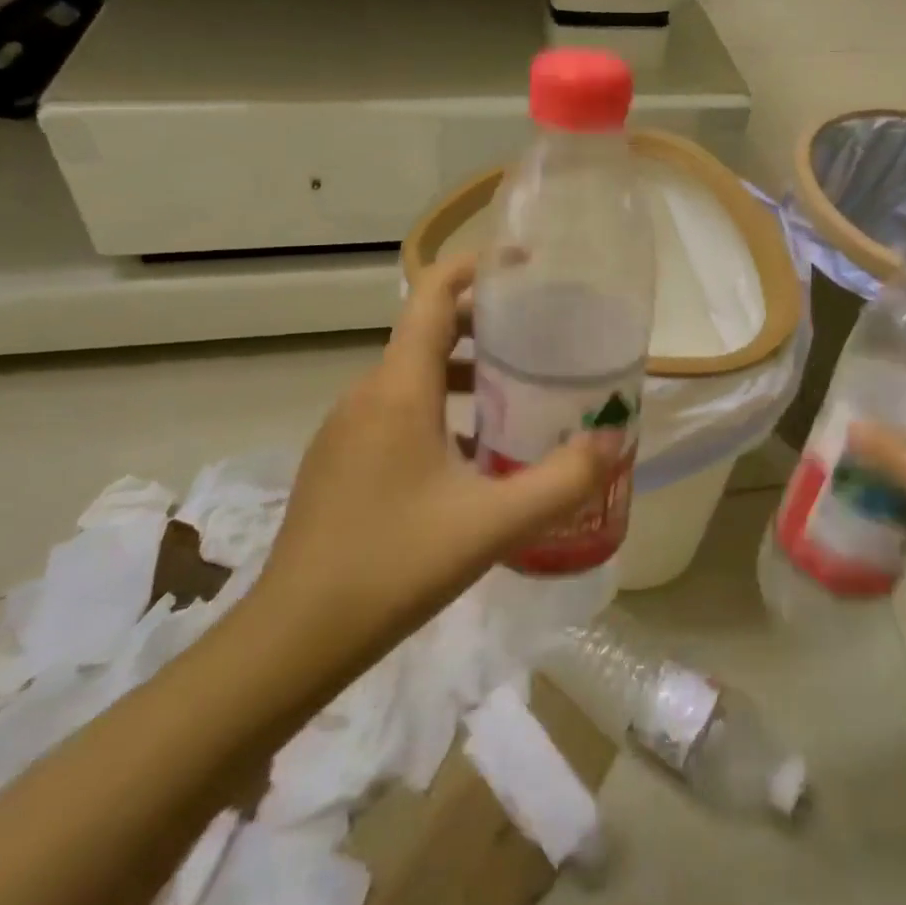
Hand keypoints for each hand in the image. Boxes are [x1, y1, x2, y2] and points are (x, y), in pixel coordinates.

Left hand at [253, 254, 620, 670]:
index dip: (475, 267)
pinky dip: (439, 408)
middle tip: (541, 336)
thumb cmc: (393, 565)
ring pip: (413, 374)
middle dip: (484, 324)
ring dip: (464, 370)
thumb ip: (562, 481)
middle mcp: (367, 394)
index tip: (523, 265)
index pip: (433, 295)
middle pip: (427, 331)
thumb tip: (613, 442)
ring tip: (518, 394)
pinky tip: (473, 455)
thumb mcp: (492, 523)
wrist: (292, 639)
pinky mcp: (339, 460)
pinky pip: (397, 409)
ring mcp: (347, 428)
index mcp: (399, 388)